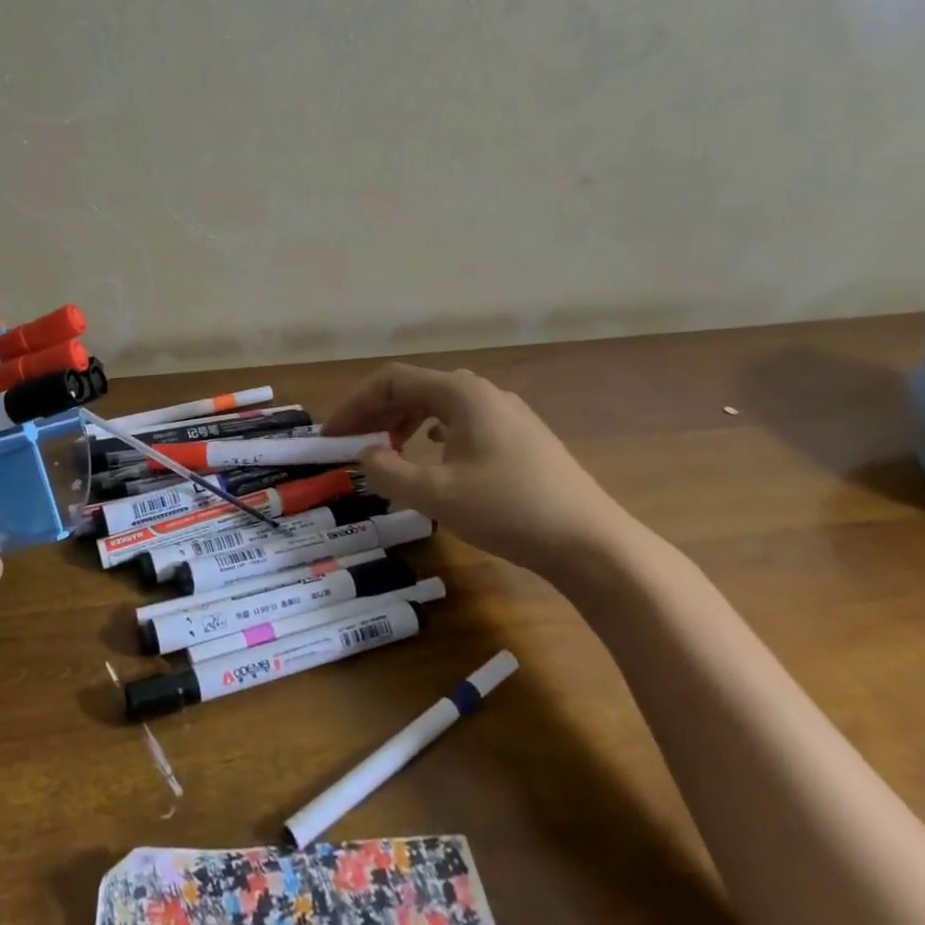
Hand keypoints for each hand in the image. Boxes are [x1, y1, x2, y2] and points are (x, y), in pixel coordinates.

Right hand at [323, 362, 635, 580]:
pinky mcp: (521, 438)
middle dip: (376, 413)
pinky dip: (432, 433)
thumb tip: (363, 455)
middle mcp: (482, 393)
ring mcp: (506, 414)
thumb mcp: (436, 494)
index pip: (392, 380)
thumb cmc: (509, 510)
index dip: (355, 404)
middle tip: (351, 443)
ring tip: (385, 450)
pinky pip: (462, 421)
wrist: (592, 543)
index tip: (332, 435)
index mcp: (461, 393)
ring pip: (439, 405)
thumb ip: (388, 471)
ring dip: (403, 422)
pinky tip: (431, 455)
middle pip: (415, 388)